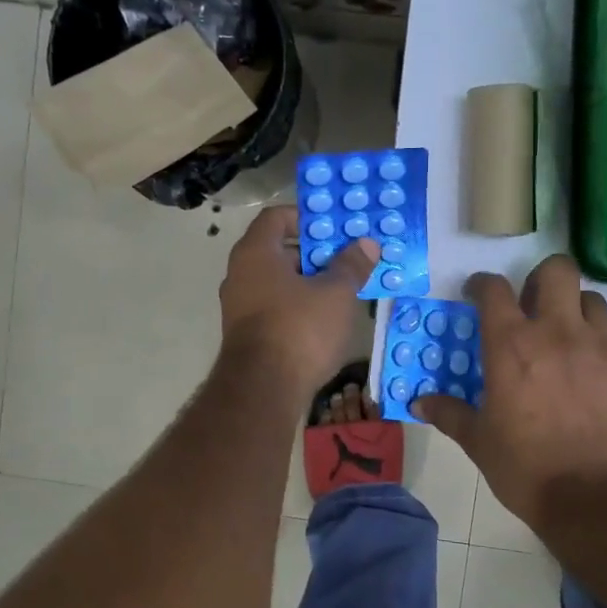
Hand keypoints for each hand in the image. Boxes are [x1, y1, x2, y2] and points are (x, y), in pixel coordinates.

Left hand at [219, 205, 376, 397]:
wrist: (263, 391)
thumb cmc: (300, 329)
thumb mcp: (336, 294)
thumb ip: (351, 265)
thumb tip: (367, 244)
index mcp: (256, 253)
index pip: (276, 217)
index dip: (307, 217)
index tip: (336, 229)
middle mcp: (240, 274)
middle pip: (278, 249)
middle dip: (314, 253)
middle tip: (348, 259)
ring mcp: (239, 306)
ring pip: (278, 281)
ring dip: (308, 282)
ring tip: (343, 289)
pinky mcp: (246, 334)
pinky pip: (274, 307)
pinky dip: (297, 305)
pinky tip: (325, 319)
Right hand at [414, 255, 606, 528]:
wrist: (595, 499)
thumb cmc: (525, 467)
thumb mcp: (478, 441)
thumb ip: (449, 413)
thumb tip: (419, 403)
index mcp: (512, 344)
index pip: (493, 288)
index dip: (482, 285)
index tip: (478, 295)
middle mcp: (559, 332)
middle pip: (557, 270)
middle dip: (541, 279)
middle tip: (533, 305)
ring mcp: (603, 346)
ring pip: (594, 300)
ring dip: (577, 311)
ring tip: (569, 339)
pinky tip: (600, 367)